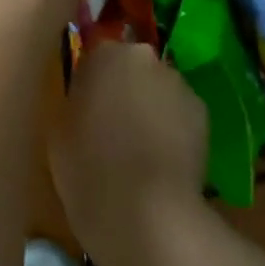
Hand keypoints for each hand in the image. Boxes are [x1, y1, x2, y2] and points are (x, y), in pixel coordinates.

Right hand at [52, 42, 207, 265]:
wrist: (144, 211)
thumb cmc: (86, 166)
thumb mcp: (60, 127)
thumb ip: (77, 98)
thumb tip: (89, 97)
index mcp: (106, 54)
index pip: (97, 55)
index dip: (92, 81)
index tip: (85, 108)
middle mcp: (146, 58)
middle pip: (133, 67)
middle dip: (125, 89)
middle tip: (112, 126)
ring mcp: (179, 84)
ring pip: (159, 89)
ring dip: (150, 107)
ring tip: (140, 149)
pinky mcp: (204, 113)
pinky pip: (180, 113)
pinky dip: (173, 128)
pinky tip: (162, 161)